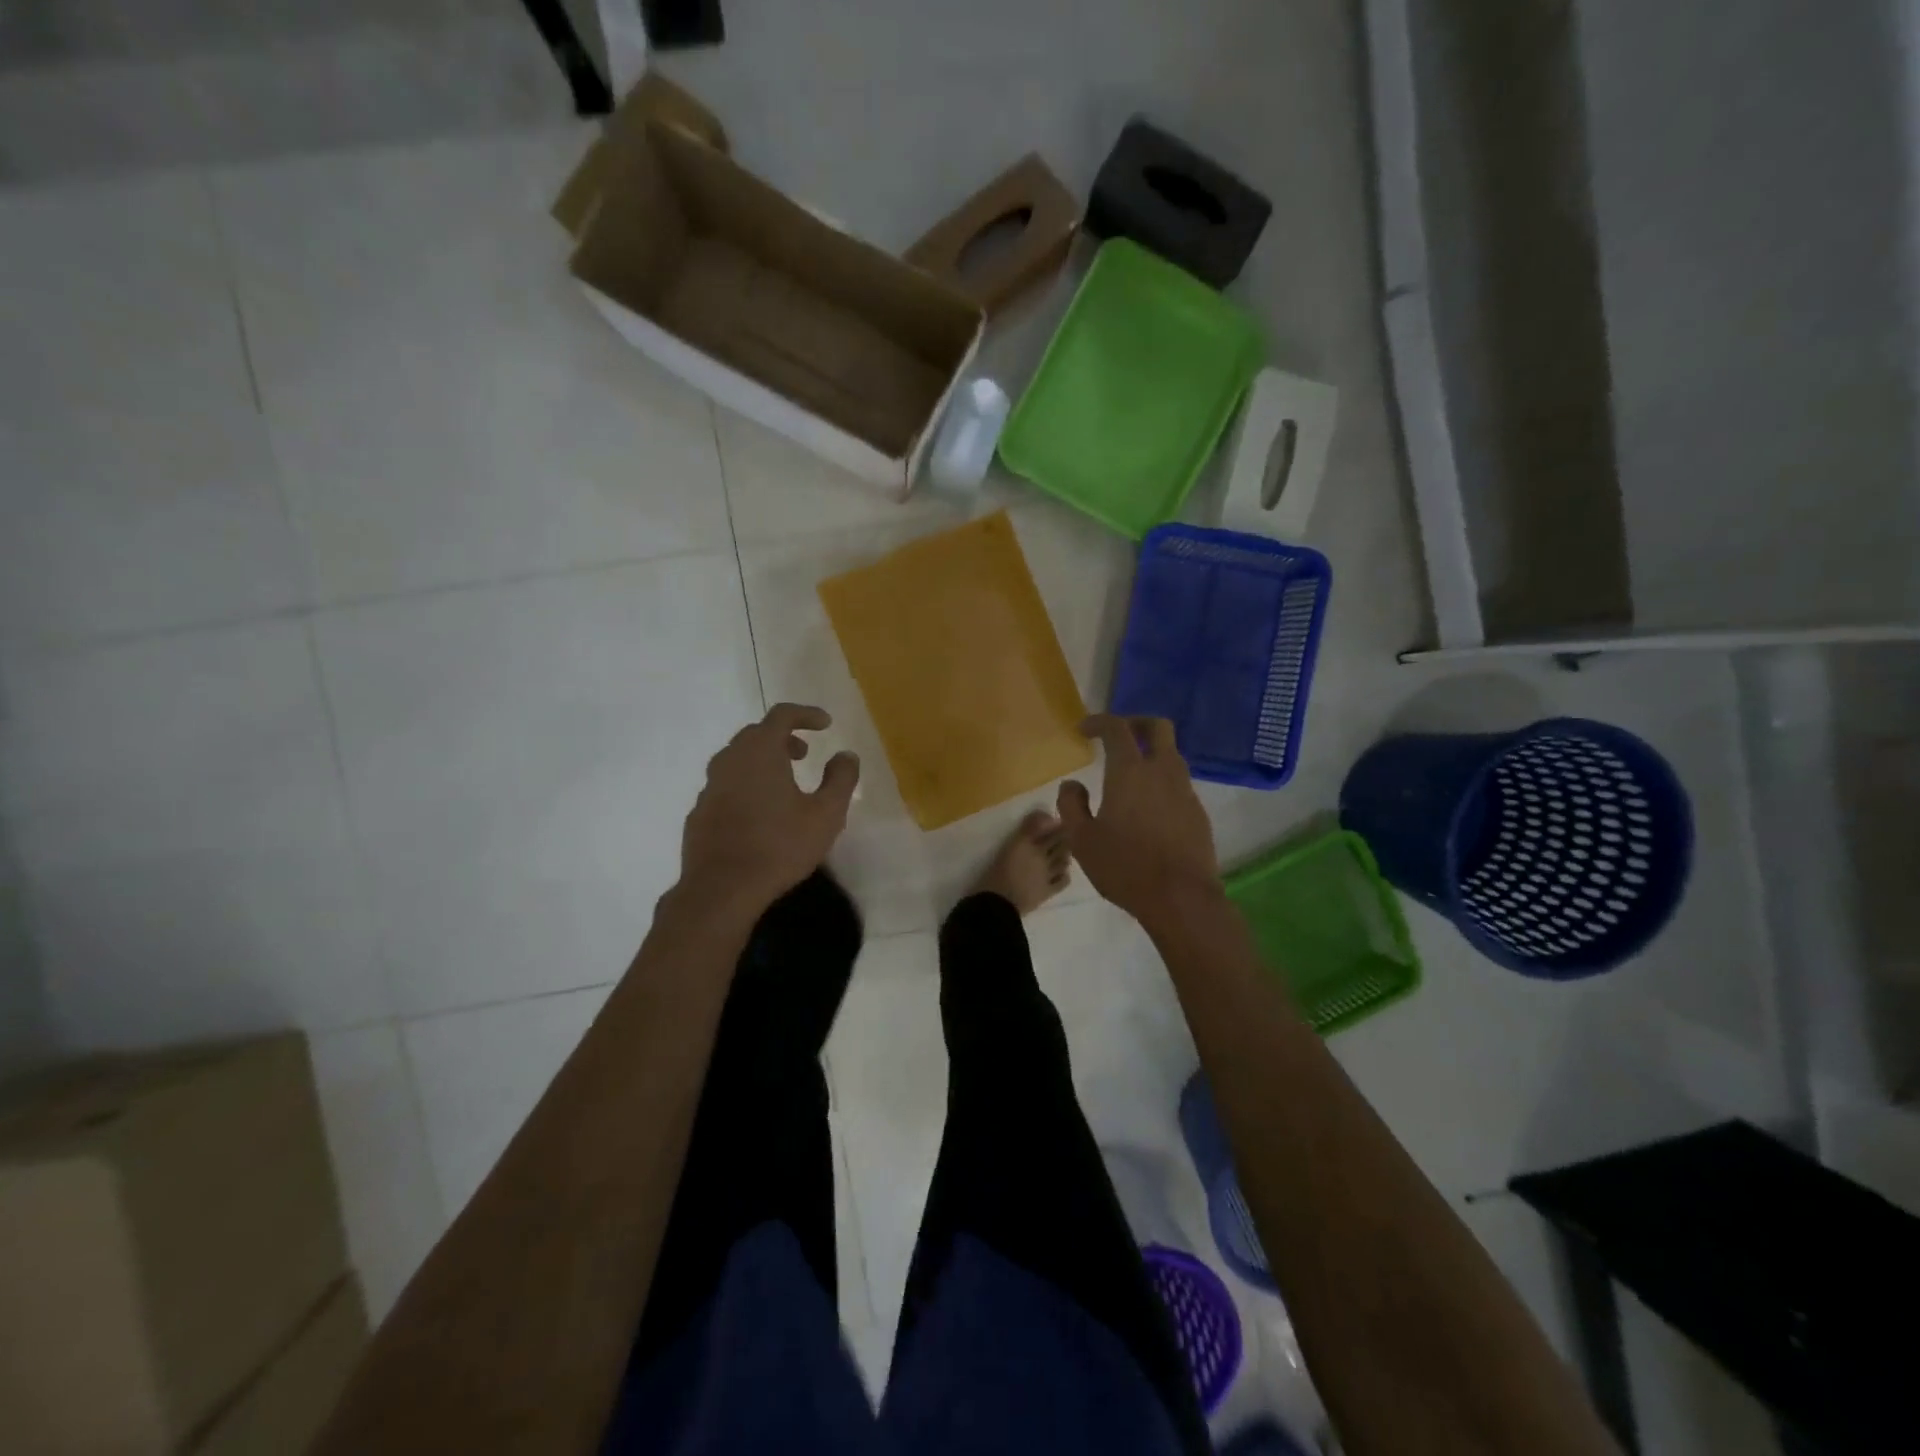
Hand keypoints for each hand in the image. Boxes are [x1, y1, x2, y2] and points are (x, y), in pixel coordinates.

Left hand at [678, 704, 859, 917]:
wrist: (721, 889)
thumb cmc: (779, 846)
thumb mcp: (826, 814)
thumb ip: (841, 779)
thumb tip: (846, 755)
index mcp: (760, 752)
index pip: (782, 715)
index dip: (806, 714)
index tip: (826, 724)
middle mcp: (730, 760)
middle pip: (756, 734)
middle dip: (783, 738)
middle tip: (805, 754)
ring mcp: (710, 786)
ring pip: (738, 759)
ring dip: (763, 761)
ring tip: (784, 782)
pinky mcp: (700, 812)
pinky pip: (726, 785)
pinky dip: (746, 785)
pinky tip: (759, 812)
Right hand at [1057, 714, 1220, 931]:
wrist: (1181, 899)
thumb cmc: (1125, 867)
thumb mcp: (1082, 840)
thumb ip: (1071, 805)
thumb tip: (1072, 784)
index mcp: (1130, 772)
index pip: (1117, 728)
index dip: (1099, 721)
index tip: (1084, 730)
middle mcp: (1162, 771)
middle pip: (1158, 726)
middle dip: (1136, 723)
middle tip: (1117, 736)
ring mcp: (1185, 791)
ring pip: (1172, 754)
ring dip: (1151, 752)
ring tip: (1130, 774)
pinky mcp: (1198, 812)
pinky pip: (1179, 783)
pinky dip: (1162, 781)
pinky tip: (1148, 807)